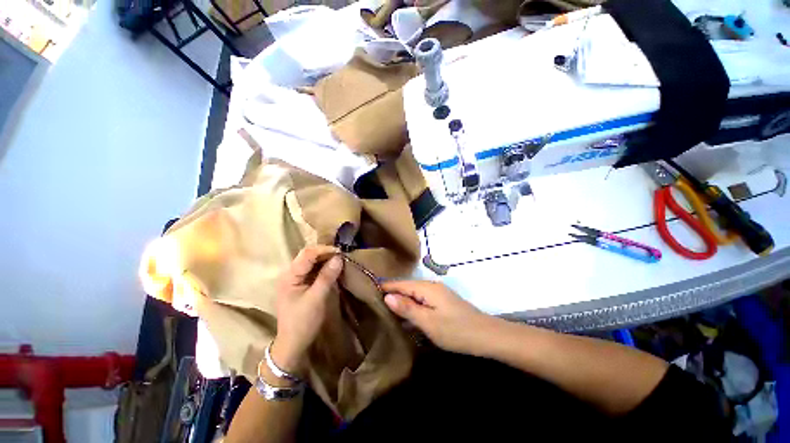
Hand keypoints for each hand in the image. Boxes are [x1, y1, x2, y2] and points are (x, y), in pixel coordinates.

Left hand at [272, 245, 342, 375]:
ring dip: (326, 260)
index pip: (307, 254)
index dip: (324, 250)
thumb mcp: (316, 298)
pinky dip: (325, 268)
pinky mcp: (301, 284)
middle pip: (309, 256)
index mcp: (289, 276)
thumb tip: (339, 257)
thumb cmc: (303, 321)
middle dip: (326, 254)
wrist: (293, 344)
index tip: (341, 252)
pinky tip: (334, 269)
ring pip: (312, 262)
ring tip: (341, 261)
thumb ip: (327, 276)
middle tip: (343, 256)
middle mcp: (290, 274)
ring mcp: (296, 279)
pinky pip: (314, 270)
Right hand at [382, 280, 494, 355]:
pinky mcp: (443, 303)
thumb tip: (387, 296)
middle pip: (408, 287)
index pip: (401, 284)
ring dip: (402, 300)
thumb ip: (407, 308)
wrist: (487, 336)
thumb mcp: (428, 322)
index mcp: (427, 288)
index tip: (369, 288)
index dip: (386, 286)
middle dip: (392, 293)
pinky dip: (412, 306)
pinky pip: (422, 301)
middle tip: (374, 301)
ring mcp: (439, 294)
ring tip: (385, 308)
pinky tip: (406, 315)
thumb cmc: (456, 330)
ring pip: (415, 294)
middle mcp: (432, 287)